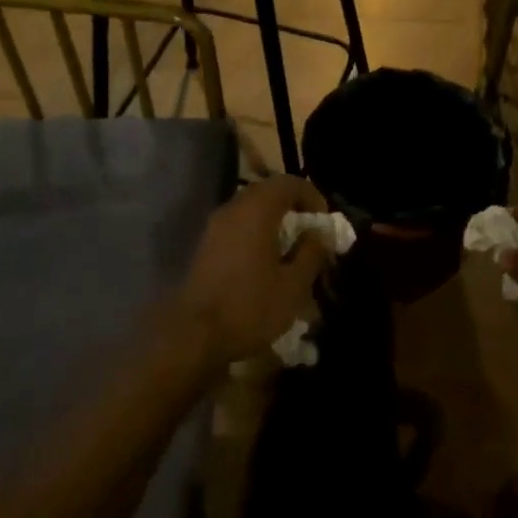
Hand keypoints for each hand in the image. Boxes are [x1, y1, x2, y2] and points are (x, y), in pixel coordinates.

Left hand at [173, 175, 331, 369]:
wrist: (193, 335)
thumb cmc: (250, 306)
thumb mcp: (293, 285)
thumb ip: (311, 253)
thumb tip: (319, 234)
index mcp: (257, 210)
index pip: (288, 182)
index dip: (311, 195)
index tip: (324, 220)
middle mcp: (233, 208)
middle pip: (267, 191)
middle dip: (292, 206)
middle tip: (309, 231)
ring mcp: (214, 226)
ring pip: (250, 208)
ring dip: (272, 220)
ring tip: (289, 248)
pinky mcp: (205, 245)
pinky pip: (237, 225)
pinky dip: (255, 232)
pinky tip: (264, 261)